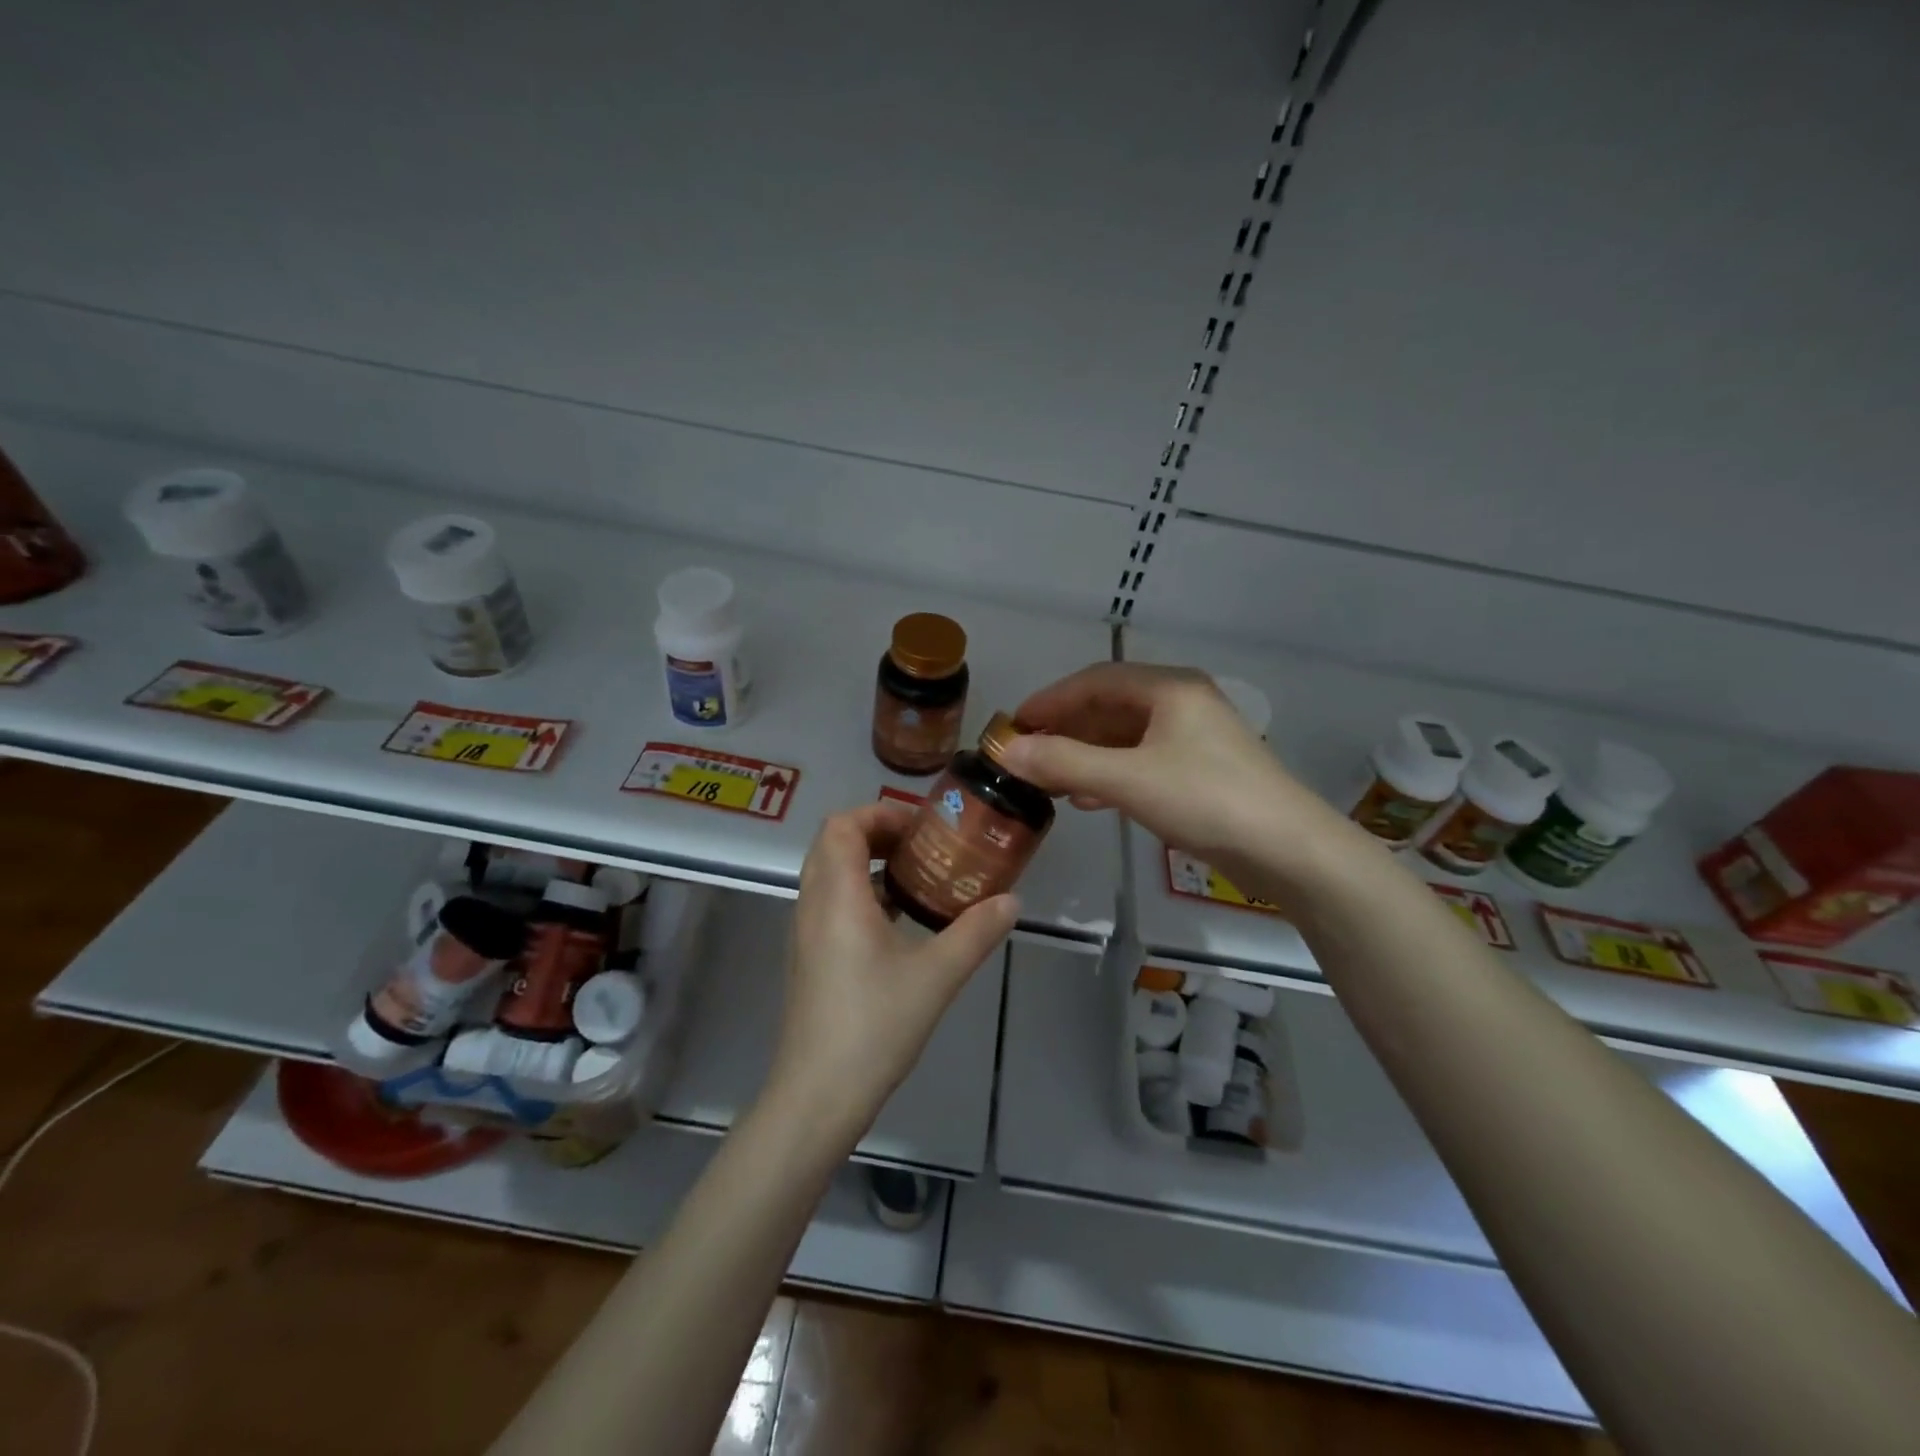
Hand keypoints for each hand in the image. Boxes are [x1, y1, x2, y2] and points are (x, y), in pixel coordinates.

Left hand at [765, 801, 1017, 1139]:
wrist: (818, 1095)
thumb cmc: (875, 1026)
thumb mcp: (937, 976)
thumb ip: (976, 932)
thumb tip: (1012, 901)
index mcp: (837, 896)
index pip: (842, 825)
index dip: (879, 814)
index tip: (921, 829)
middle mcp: (812, 904)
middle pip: (832, 843)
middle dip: (876, 833)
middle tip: (922, 847)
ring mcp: (805, 932)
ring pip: (829, 873)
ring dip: (867, 864)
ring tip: (916, 878)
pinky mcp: (808, 957)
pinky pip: (829, 902)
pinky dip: (860, 893)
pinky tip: (898, 922)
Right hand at [997, 662, 1363, 888]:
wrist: (1289, 851)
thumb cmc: (1206, 800)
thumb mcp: (1128, 780)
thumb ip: (1065, 763)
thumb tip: (1007, 752)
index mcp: (1169, 688)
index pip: (1095, 680)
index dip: (1050, 700)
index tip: (1014, 725)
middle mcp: (1182, 703)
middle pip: (1110, 706)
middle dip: (1066, 729)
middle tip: (1026, 754)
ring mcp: (1195, 738)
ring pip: (1126, 737)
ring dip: (1085, 755)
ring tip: (1049, 780)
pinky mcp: (1202, 771)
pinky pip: (1143, 761)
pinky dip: (1111, 774)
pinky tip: (1089, 799)